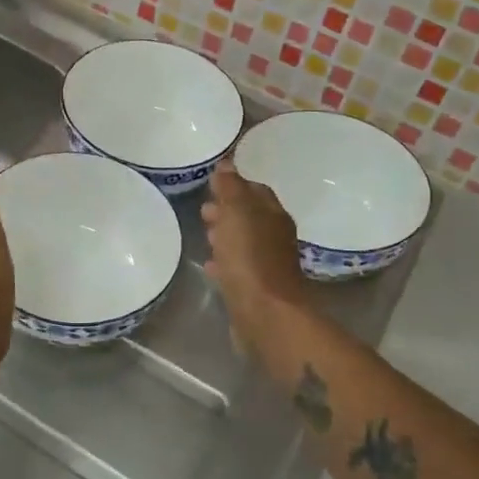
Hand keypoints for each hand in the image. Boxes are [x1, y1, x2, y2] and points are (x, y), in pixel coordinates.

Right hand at [201, 162, 309, 350]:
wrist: (265, 314)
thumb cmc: (250, 258)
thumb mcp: (237, 213)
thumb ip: (231, 188)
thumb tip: (226, 164)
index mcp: (274, 215)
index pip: (256, 191)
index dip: (235, 185)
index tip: (213, 183)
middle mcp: (274, 237)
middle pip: (250, 217)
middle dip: (228, 211)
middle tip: (204, 210)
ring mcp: (266, 265)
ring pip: (243, 243)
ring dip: (225, 236)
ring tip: (204, 233)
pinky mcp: (255, 289)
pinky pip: (237, 268)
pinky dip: (223, 262)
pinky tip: (209, 265)